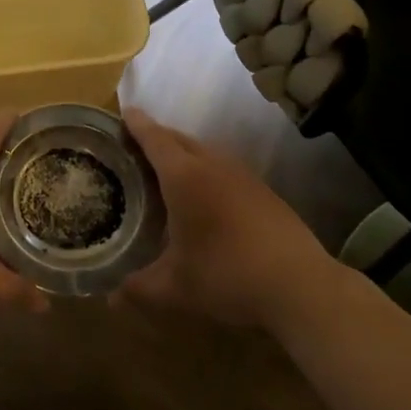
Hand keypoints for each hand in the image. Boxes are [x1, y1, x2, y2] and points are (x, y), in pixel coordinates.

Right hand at [118, 109, 339, 329]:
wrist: (299, 285)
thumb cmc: (227, 276)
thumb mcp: (175, 288)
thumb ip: (139, 288)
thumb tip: (110, 298)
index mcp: (184, 177)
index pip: (155, 139)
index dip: (137, 124)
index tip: (125, 111)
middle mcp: (213, 165)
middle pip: (179, 139)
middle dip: (157, 136)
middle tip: (136, 144)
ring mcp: (242, 175)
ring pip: (205, 151)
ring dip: (184, 152)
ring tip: (168, 168)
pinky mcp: (263, 191)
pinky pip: (224, 167)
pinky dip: (206, 170)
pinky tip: (206, 195)